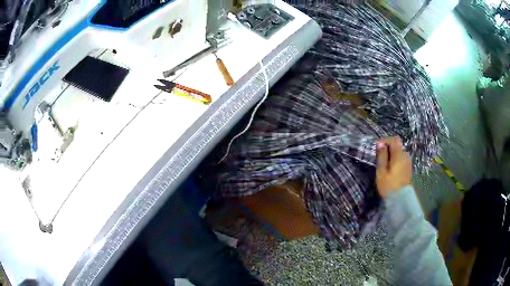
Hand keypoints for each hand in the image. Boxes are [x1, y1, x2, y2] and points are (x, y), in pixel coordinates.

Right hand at [376, 137, 411, 198]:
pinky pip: (401, 159)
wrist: (401, 200)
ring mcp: (408, 162)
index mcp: (398, 155)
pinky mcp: (408, 168)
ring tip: (384, 164)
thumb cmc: (389, 186)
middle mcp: (405, 156)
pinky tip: (390, 169)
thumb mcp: (381, 172)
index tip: (377, 146)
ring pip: (399, 152)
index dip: (385, 140)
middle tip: (379, 156)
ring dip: (392, 154)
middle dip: (388, 147)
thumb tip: (380, 143)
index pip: (393, 139)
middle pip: (397, 145)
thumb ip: (381, 156)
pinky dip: (395, 160)